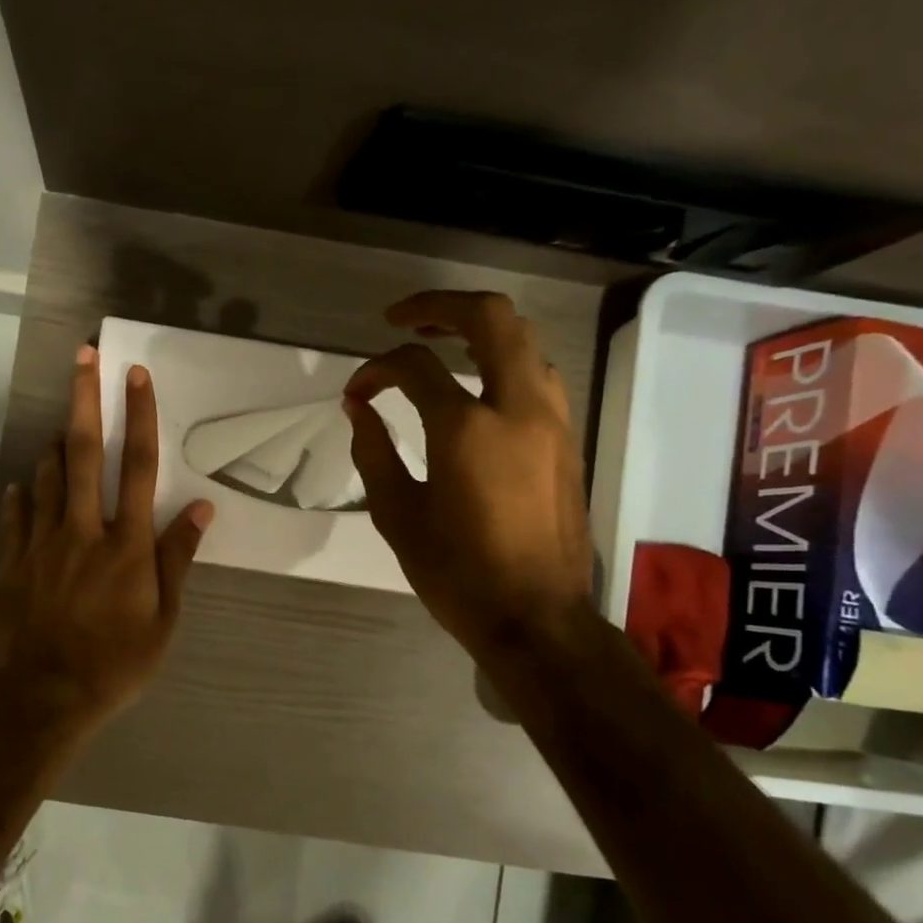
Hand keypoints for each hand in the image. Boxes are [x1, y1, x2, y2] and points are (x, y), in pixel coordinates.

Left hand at [0, 345, 212, 728]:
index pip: (138, 466)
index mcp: (127, 544)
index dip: (140, 417)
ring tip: (65, 427)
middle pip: (85, 453)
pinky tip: (24, 486)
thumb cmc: (116, 662)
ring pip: (48, 476)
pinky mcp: (13, 562)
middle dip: (85, 399)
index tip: (136, 376)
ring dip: (58, 445)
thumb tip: (200, 508)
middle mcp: (84, 530)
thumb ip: (178, 559)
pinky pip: (17, 515)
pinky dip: (23, 495)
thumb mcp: (163, 619)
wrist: (44, 696)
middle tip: (82, 357)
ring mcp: (42, 543)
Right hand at [344, 291, 591, 663]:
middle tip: (402, 320)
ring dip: (480, 331)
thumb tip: (359, 408)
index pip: (414, 366)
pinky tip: (476, 388)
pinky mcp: (567, 440)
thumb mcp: (397, 514)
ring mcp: (552, 420)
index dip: (376, 368)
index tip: (356, 392)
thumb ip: (373, 451)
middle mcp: (517, 407)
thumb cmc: (456, 572)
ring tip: (441, 346)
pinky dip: (504, 363)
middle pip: (491, 318)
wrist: (535, 617)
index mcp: (466, 427)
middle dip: (441, 306)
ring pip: (524, 341)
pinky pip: (538, 376)